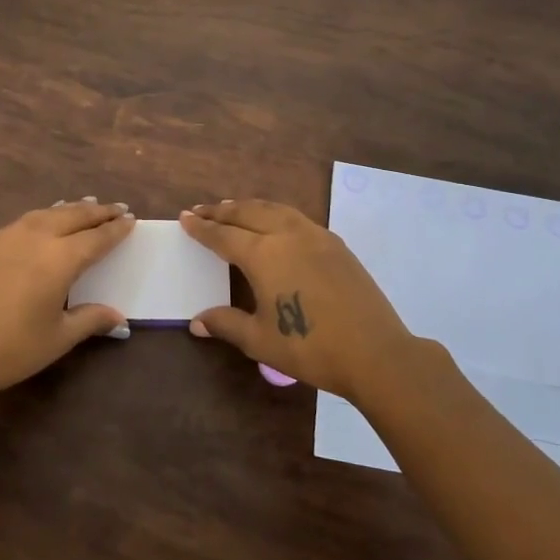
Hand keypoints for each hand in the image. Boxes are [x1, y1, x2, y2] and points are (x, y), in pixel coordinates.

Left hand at [0, 199, 134, 401]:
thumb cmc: (11, 348)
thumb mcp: (58, 337)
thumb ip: (90, 319)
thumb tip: (120, 319)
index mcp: (61, 259)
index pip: (97, 238)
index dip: (116, 229)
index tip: (131, 219)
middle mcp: (37, 237)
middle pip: (74, 216)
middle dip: (98, 211)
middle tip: (116, 207)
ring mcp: (8, 237)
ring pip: (47, 213)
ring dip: (70, 208)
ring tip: (85, 205)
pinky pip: (25, 220)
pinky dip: (44, 216)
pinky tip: (45, 221)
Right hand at [180, 199, 435, 401]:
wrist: (375, 352)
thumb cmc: (310, 348)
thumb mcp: (260, 340)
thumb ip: (226, 324)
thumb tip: (196, 322)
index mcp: (263, 254)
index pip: (223, 235)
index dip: (202, 228)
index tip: (185, 217)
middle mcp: (287, 234)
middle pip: (247, 213)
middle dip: (222, 211)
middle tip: (202, 210)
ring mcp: (315, 236)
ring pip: (274, 209)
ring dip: (249, 207)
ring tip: (233, 208)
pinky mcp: (335, 244)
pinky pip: (296, 217)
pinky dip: (275, 213)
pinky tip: (274, 223)